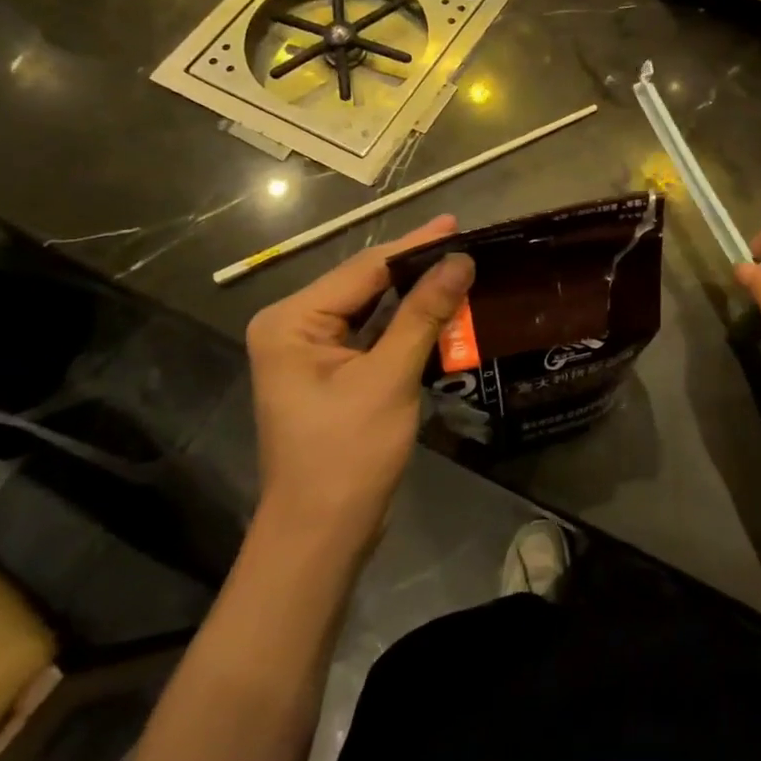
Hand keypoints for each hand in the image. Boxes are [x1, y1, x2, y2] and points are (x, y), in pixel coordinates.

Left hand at [245, 214, 473, 543]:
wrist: (323, 535)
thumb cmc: (348, 454)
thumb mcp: (390, 377)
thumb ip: (425, 313)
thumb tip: (461, 260)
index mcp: (292, 321)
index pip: (364, 270)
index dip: (415, 246)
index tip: (459, 224)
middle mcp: (295, 327)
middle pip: (367, 284)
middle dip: (417, 267)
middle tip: (468, 245)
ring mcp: (312, 352)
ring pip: (373, 309)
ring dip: (416, 296)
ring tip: (462, 269)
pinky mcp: (333, 374)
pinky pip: (375, 335)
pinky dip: (408, 325)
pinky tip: (443, 310)